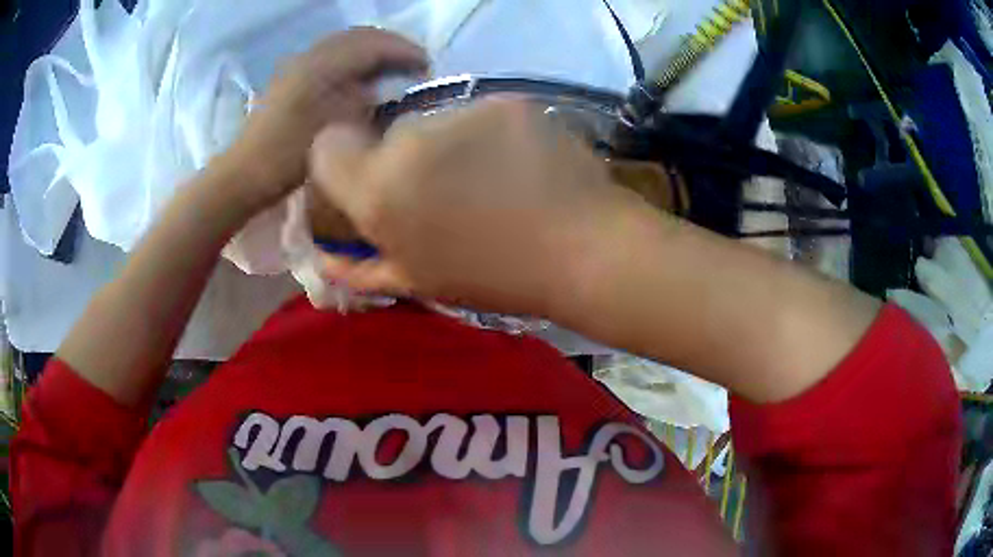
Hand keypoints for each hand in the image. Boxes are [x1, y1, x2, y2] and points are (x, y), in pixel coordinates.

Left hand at [224, 28, 426, 215]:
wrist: (244, 174)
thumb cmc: (289, 157)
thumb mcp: (335, 131)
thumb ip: (365, 102)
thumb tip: (386, 88)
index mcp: (321, 65)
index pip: (372, 45)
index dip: (403, 51)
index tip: (427, 65)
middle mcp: (310, 55)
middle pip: (359, 36)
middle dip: (390, 45)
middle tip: (414, 63)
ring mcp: (298, 63)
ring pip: (344, 43)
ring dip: (372, 49)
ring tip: (393, 66)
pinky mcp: (291, 76)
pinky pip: (331, 54)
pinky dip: (353, 57)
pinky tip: (361, 74)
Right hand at [309, 98, 645, 315]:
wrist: (584, 250)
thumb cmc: (496, 277)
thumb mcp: (418, 281)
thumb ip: (360, 268)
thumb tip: (323, 259)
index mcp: (380, 189)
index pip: (327, 145)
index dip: (342, 163)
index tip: (371, 184)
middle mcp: (411, 138)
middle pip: (388, 133)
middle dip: (404, 160)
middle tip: (444, 193)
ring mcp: (463, 112)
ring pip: (435, 121)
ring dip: (446, 146)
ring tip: (488, 181)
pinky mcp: (506, 100)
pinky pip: (479, 115)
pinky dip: (487, 135)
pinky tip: (517, 163)